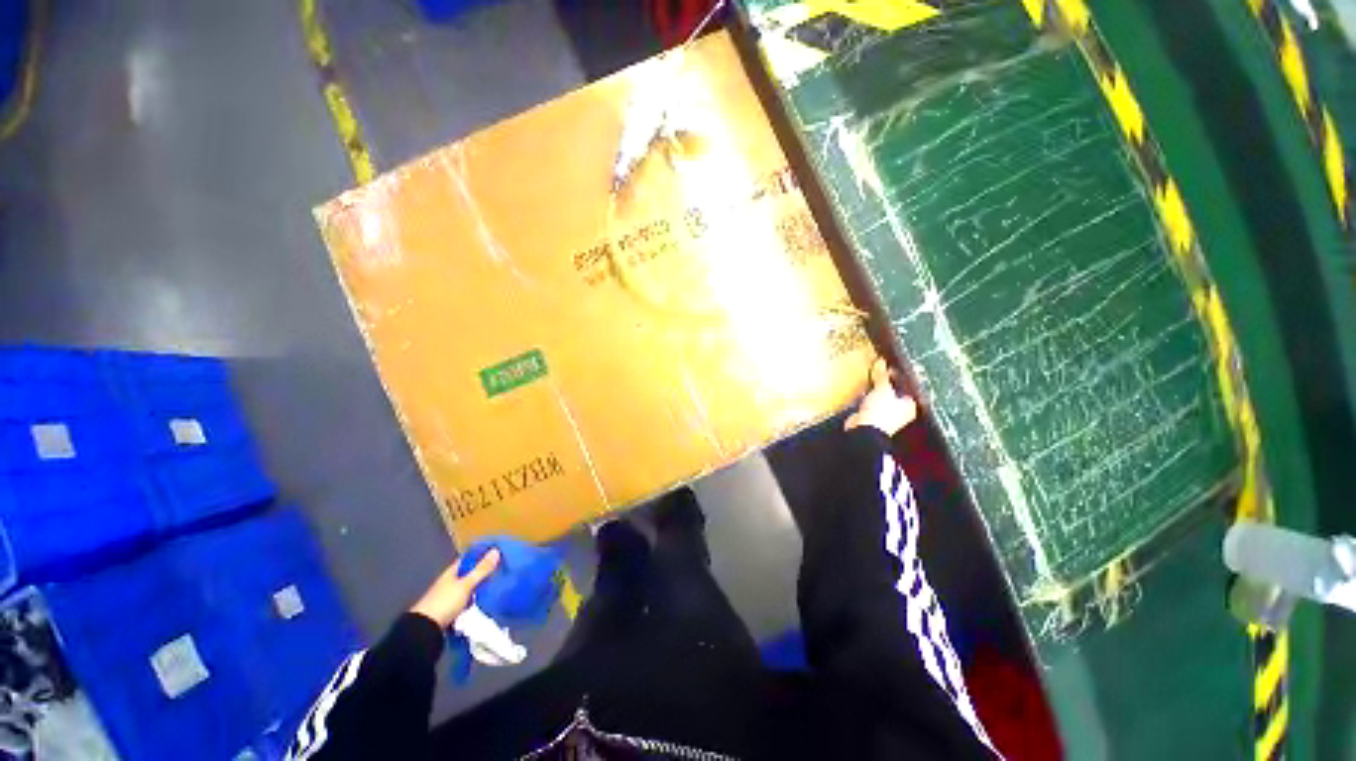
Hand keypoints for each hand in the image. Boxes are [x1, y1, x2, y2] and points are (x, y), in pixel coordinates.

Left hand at [410, 549, 500, 628]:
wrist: (425, 630)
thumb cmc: (445, 602)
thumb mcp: (466, 585)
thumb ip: (481, 570)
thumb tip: (496, 550)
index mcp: (450, 573)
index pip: (466, 560)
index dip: (479, 556)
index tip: (495, 556)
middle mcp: (448, 583)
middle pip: (467, 575)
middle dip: (480, 575)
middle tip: (498, 573)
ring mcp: (447, 598)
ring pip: (466, 590)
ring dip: (477, 589)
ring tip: (493, 589)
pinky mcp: (448, 611)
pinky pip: (464, 602)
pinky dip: (472, 602)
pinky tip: (481, 604)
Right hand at [845, 358, 917, 436]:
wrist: (864, 430)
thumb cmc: (881, 412)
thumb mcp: (883, 389)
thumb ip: (882, 375)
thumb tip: (881, 361)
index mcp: (909, 405)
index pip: (907, 387)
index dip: (899, 377)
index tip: (890, 367)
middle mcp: (900, 412)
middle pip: (894, 393)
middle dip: (886, 383)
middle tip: (879, 371)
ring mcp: (885, 415)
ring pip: (881, 399)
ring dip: (875, 391)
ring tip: (870, 379)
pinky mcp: (872, 417)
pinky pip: (870, 404)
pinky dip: (867, 398)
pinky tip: (862, 391)